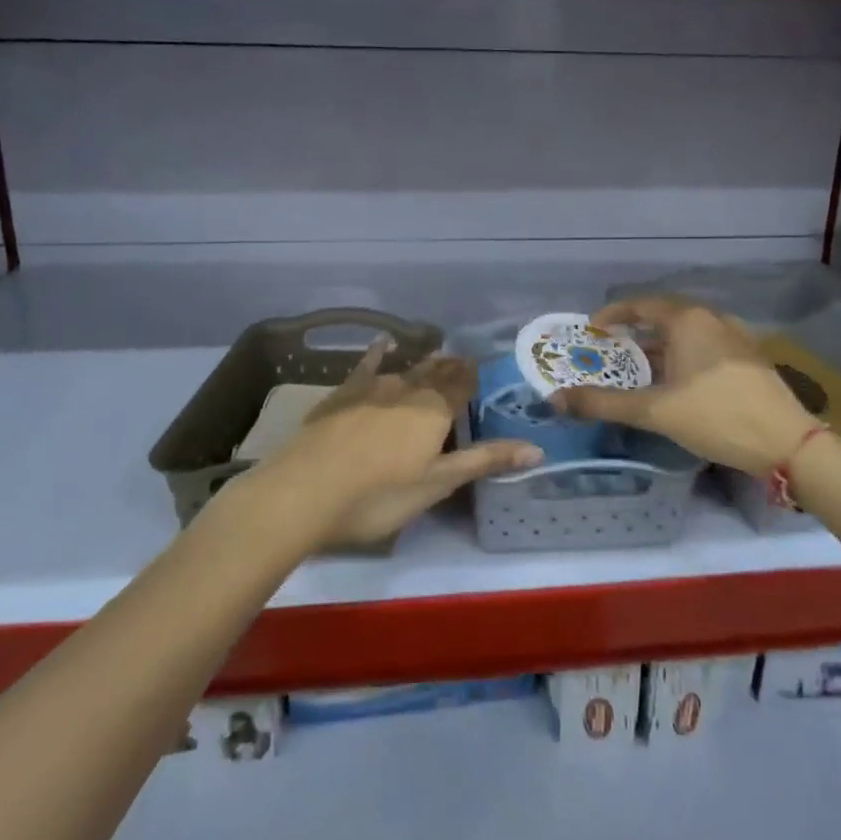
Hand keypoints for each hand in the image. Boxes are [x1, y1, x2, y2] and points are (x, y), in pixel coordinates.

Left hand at [238, 342, 540, 549]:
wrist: (303, 492)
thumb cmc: (378, 496)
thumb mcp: (437, 485)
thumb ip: (485, 461)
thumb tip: (537, 448)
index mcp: (435, 410)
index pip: (463, 384)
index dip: (475, 377)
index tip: (486, 369)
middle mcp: (408, 389)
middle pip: (436, 373)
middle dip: (452, 368)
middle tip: (464, 363)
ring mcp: (372, 388)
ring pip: (407, 368)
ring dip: (424, 363)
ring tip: (437, 355)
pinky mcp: (342, 394)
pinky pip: (367, 366)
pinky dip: (380, 354)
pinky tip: (385, 343)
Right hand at [551, 298, 819, 473]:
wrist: (788, 444)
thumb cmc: (717, 417)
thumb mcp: (655, 411)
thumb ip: (603, 403)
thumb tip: (555, 400)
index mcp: (688, 320)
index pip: (641, 305)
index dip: (613, 315)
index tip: (592, 330)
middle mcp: (712, 318)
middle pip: (664, 318)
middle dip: (634, 334)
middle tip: (610, 353)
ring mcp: (735, 337)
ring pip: (686, 335)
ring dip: (659, 348)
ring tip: (638, 371)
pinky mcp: (749, 358)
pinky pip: (705, 347)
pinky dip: (682, 357)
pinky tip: (677, 384)